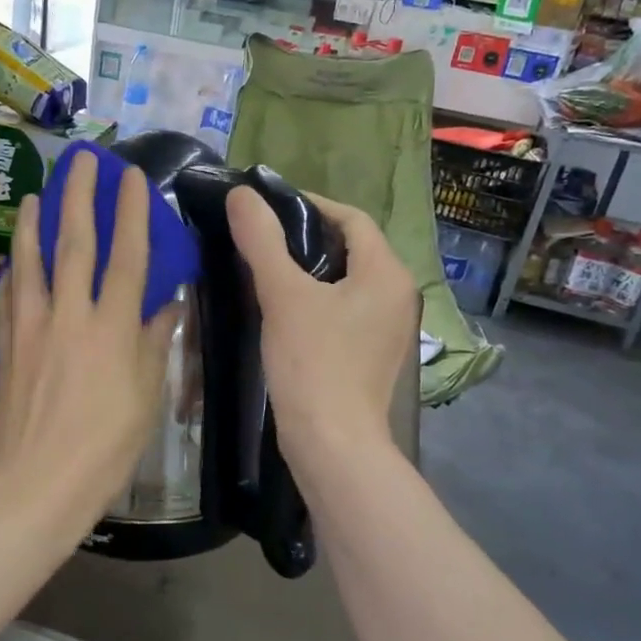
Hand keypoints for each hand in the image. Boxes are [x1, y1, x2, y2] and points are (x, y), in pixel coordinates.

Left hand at [0, 151, 175, 536]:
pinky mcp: (6, 347)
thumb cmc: (104, 447)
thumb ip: (155, 343)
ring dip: (37, 224)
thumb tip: (168, 304)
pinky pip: (9, 298)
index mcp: (112, 328)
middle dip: (80, 196)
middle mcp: (69, 316)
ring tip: (41, 194)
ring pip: (32, 263)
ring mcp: (31, 328)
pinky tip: (15, 261)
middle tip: (82, 160)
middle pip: (75, 244)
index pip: (127, 257)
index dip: (131, 213)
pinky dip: (14, 272)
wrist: (35, 485)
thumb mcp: (146, 397)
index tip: (131, 177)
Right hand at [226, 186, 416, 473]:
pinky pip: (347, 309)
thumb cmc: (313, 364)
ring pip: (348, 281)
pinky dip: (318, 299)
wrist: (333, 445)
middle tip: (261, 238)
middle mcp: (398, 295)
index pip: (352, 218)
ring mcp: (390, 328)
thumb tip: (242, 195)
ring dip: (311, 270)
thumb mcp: (283, 295)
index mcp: (387, 273)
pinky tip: (285, 310)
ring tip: (266, 269)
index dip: (310, 205)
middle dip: (307, 238)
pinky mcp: (374, 354)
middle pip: (352, 248)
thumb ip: (262, 240)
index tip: (267, 208)